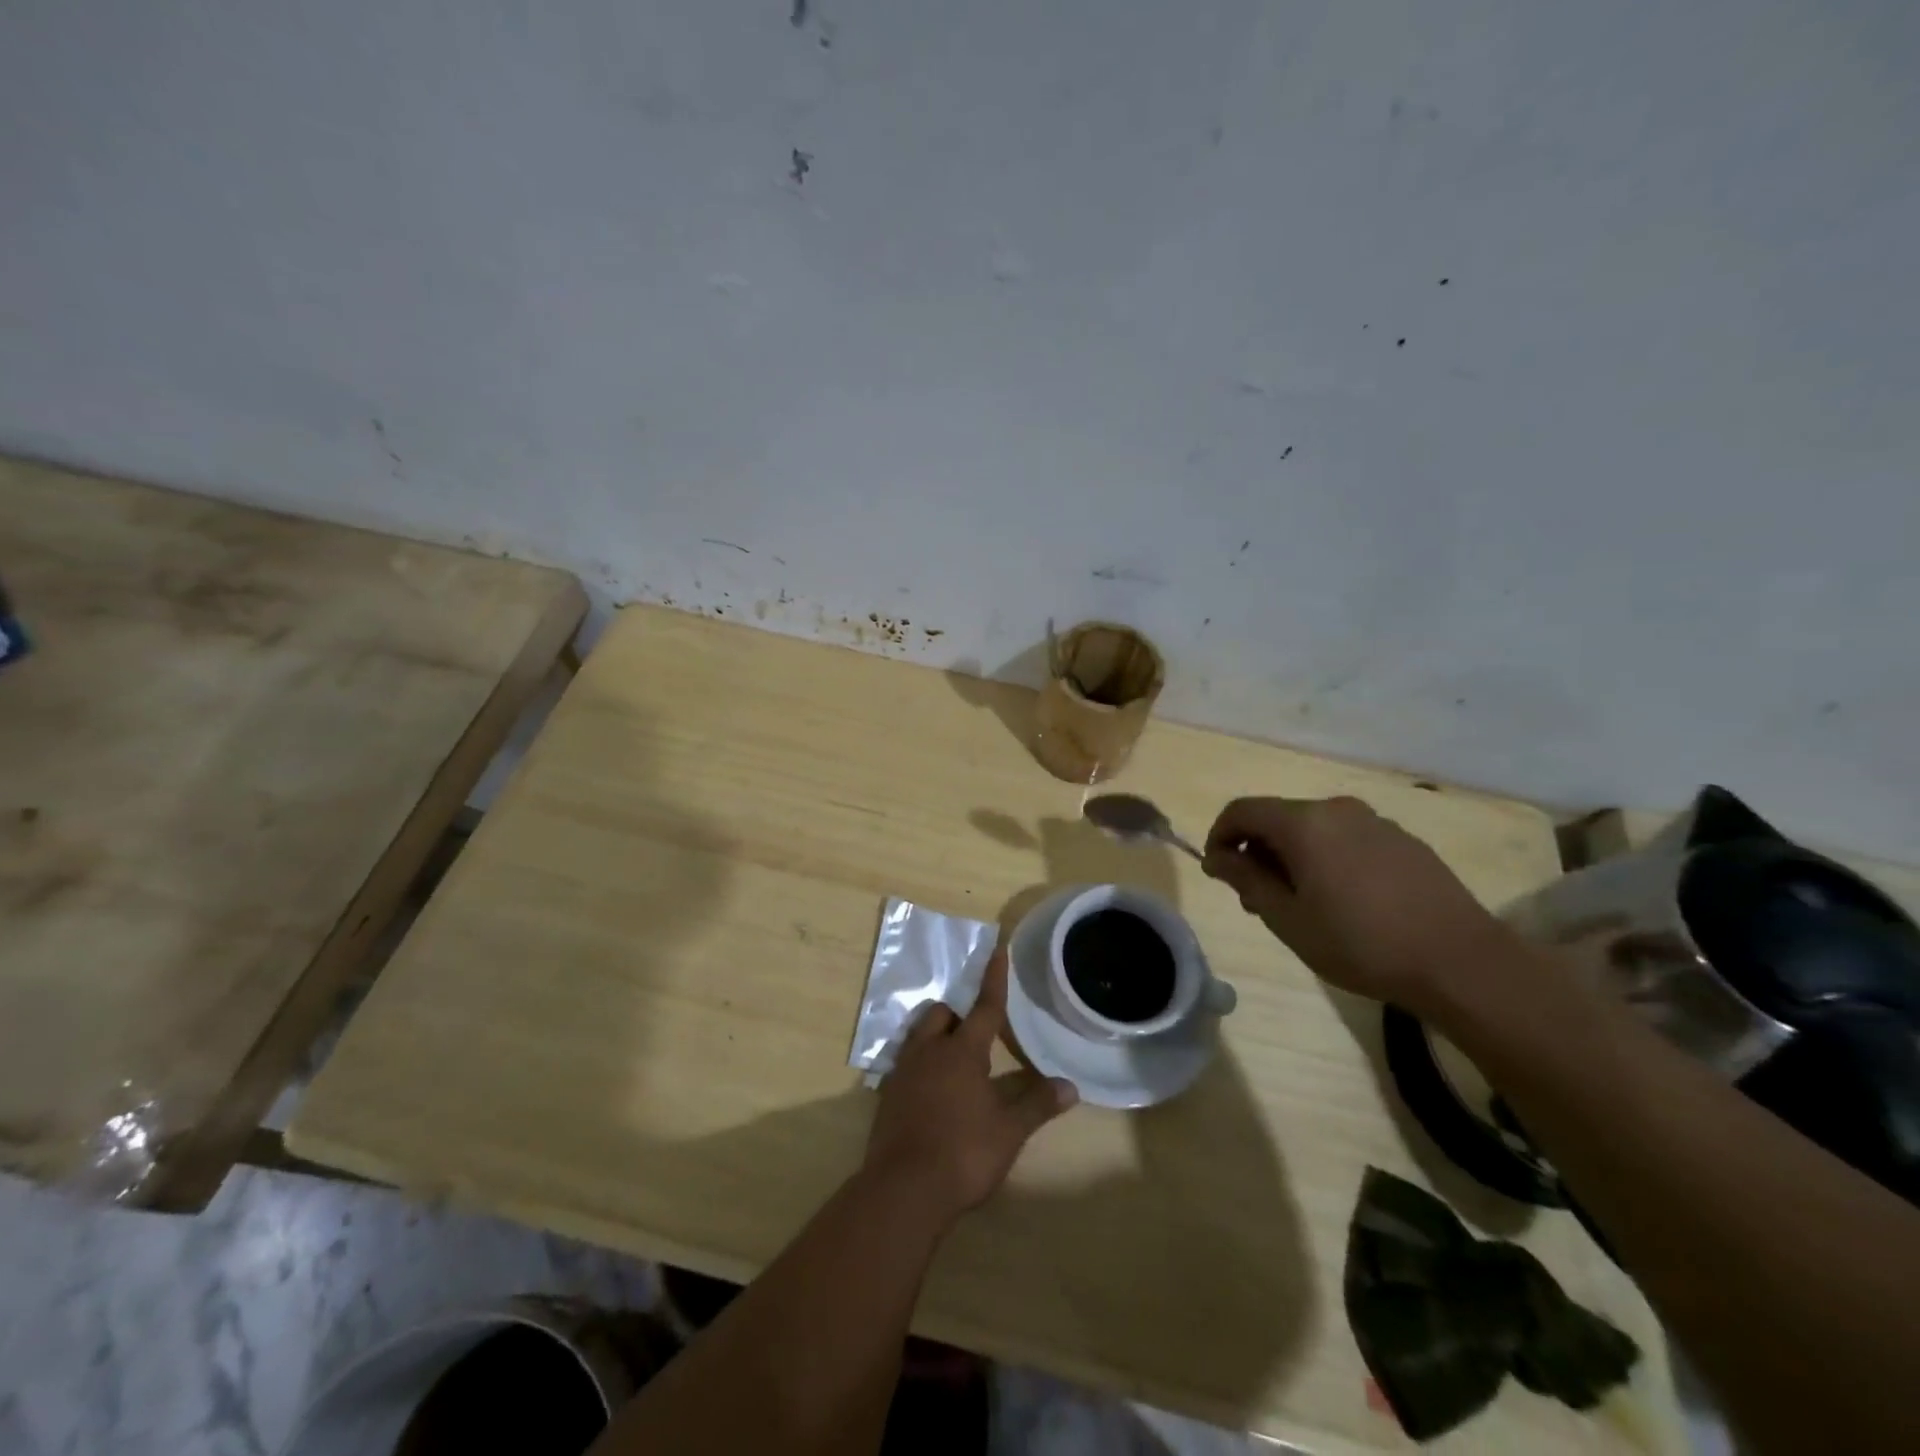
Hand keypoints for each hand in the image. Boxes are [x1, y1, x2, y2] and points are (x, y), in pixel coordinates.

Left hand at [863, 948, 1077, 1222]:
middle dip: (958, 1015)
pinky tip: (933, 1091)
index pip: (985, 1007)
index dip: (994, 979)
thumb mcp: (1009, 1131)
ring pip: (919, 1036)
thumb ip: (1037, 1105)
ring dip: (936, 1037)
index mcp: (962, 1051)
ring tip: (954, 1060)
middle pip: (942, 1014)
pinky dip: (921, 1066)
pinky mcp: (887, 1096)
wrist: (904, 1189)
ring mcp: (904, 1072)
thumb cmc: (963, 1153)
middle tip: (976, 1034)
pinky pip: (906, 1064)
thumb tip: (1071, 1086)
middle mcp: (929, 1051)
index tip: (997, 950)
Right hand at [1202, 795, 1519, 1013]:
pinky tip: (1344, 901)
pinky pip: (1348, 839)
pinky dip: (1327, 859)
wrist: (1462, 963)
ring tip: (1300, 904)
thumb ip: (1247, 881)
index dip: (1220, 836)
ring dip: (1292, 857)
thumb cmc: (1361, 943)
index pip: (1242, 811)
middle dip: (1257, 852)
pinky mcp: (1405, 842)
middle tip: (1257, 900)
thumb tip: (1218, 858)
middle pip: (1279, 818)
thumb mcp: (1288, 920)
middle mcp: (1338, 810)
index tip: (1217, 872)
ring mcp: (1376, 823)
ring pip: (1314, 830)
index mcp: (1304, 823)